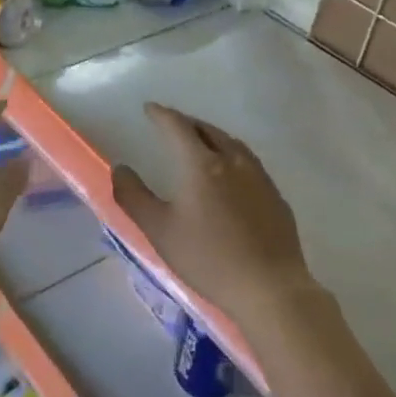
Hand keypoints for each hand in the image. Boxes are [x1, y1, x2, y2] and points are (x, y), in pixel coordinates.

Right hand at [111, 104, 316, 326]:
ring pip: (231, 143)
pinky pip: (248, 161)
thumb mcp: (159, 230)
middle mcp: (232, 160)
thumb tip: (120, 168)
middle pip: (206, 130)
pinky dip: (231, 155)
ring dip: (211, 136)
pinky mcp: (275, 195)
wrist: (269, 288)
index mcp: (201, 164)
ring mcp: (258, 176)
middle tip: (171, 124)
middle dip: (186, 123)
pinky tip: (230, 173)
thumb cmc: (207, 259)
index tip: (150, 108)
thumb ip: (133, 196)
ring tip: (200, 142)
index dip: (161, 114)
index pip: (177, 126)